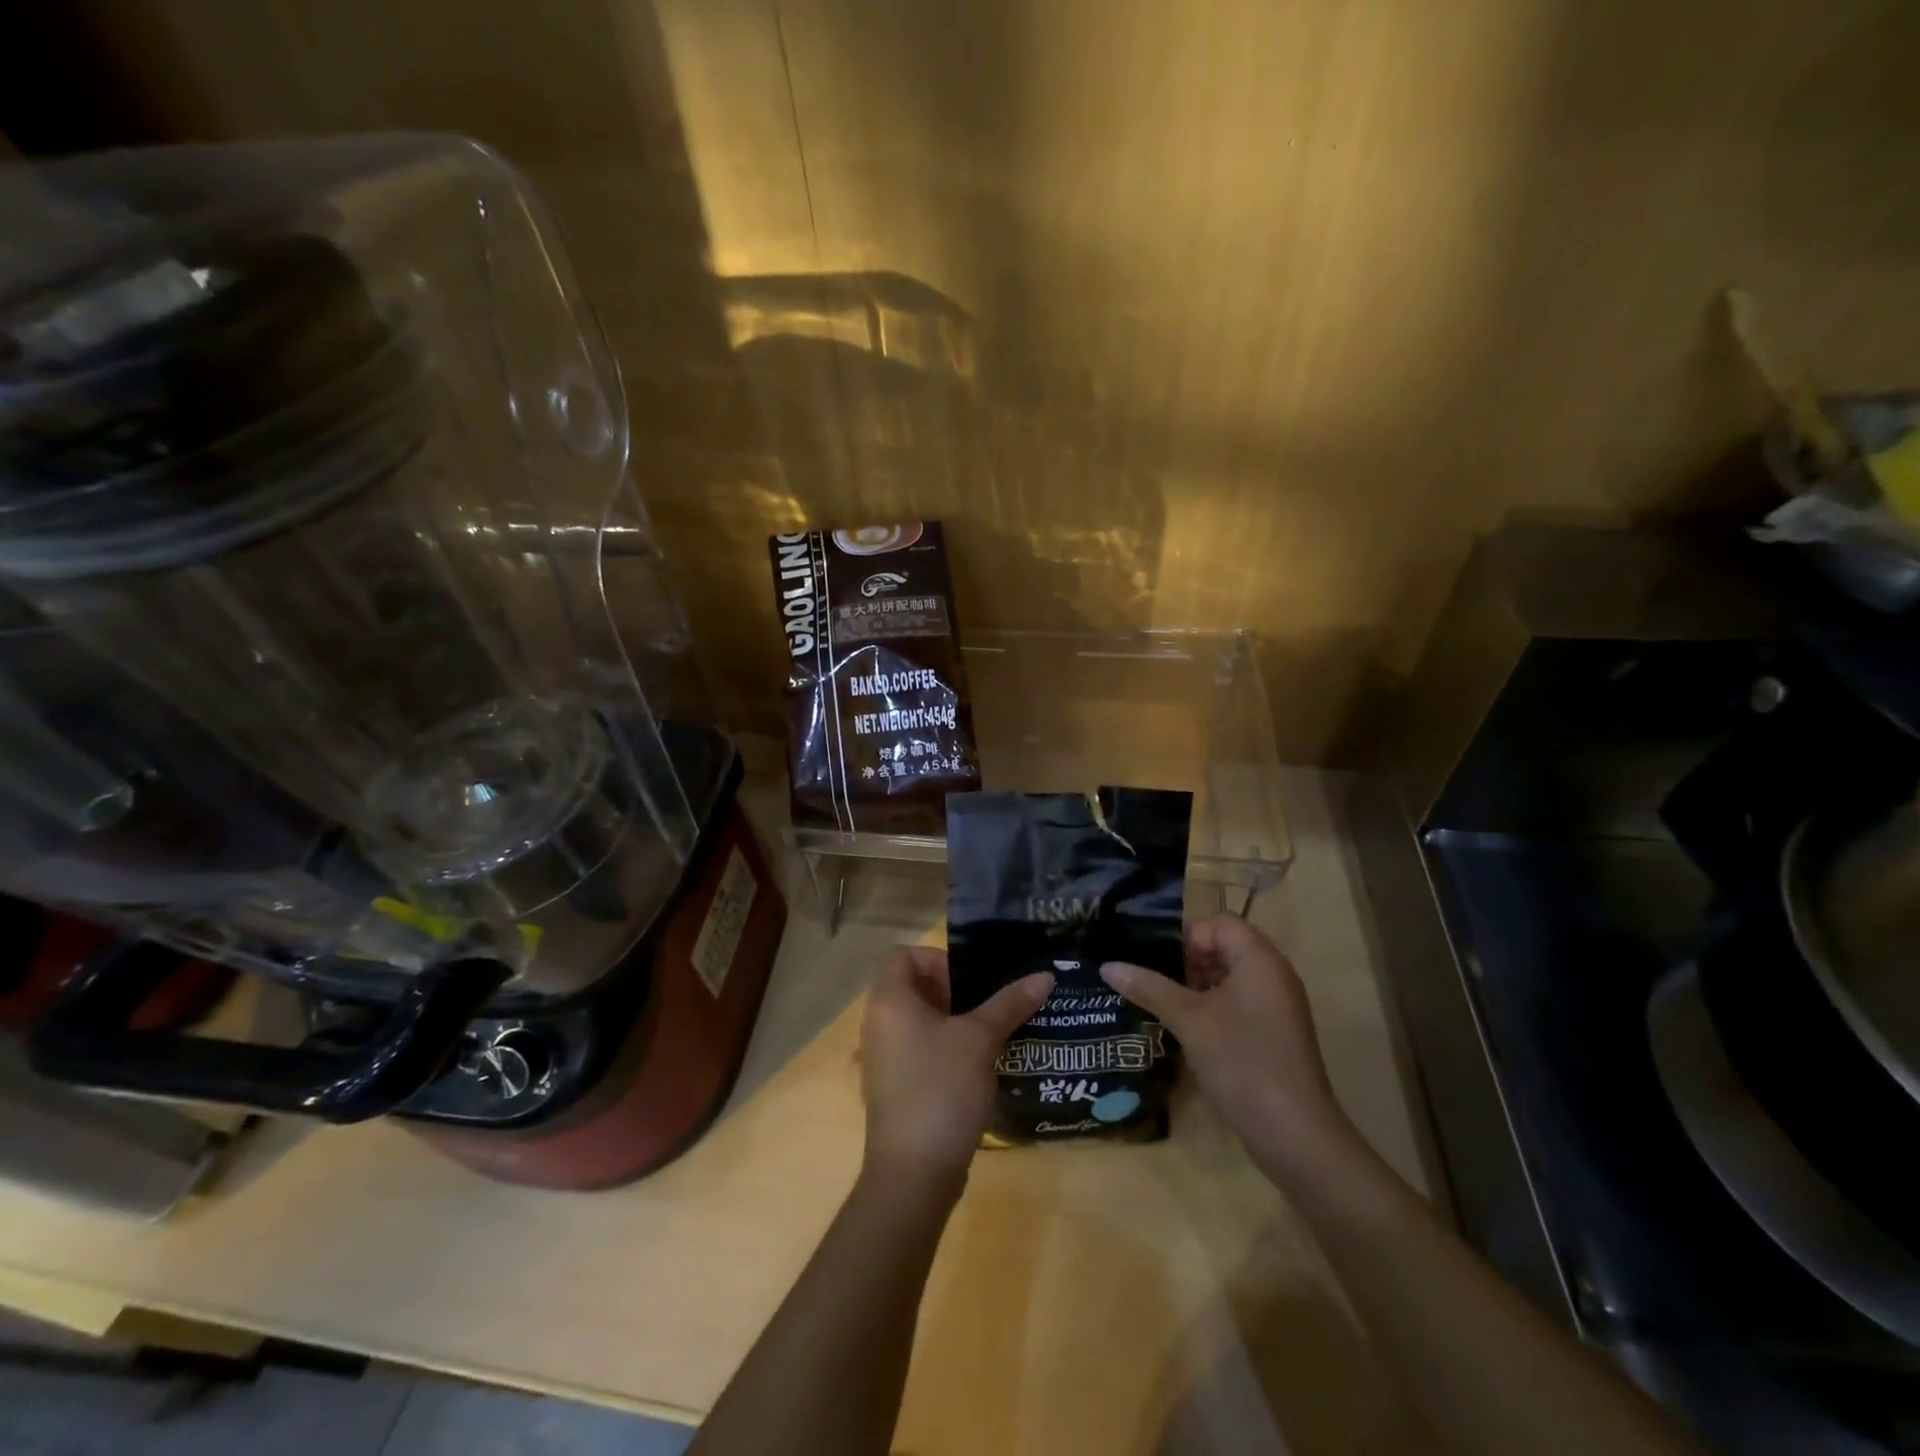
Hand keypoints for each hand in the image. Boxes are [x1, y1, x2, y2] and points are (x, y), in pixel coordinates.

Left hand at [859, 947, 1051, 1187]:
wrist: (913, 1174)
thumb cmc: (941, 1089)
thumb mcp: (980, 1040)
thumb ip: (1009, 1003)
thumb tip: (1044, 975)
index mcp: (889, 1001)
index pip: (904, 955)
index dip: (938, 959)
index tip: (972, 981)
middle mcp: (876, 1024)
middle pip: (911, 987)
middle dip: (952, 991)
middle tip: (988, 1007)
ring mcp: (880, 1059)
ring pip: (915, 1022)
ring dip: (950, 1022)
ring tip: (990, 1034)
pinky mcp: (890, 1088)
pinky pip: (915, 1051)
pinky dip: (941, 1050)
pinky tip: (975, 1069)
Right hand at [1100, 916, 1356, 1176]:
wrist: (1295, 1135)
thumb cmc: (1242, 1062)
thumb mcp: (1189, 1021)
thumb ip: (1149, 987)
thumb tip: (1108, 966)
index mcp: (1259, 959)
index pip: (1219, 923)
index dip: (1187, 938)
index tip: (1162, 967)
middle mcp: (1273, 975)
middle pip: (1224, 948)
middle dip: (1188, 964)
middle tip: (1157, 987)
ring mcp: (1277, 1006)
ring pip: (1229, 978)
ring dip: (1197, 989)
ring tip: (1165, 1010)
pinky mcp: (1274, 1034)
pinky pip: (1239, 1004)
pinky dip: (1213, 1010)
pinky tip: (1188, 1034)